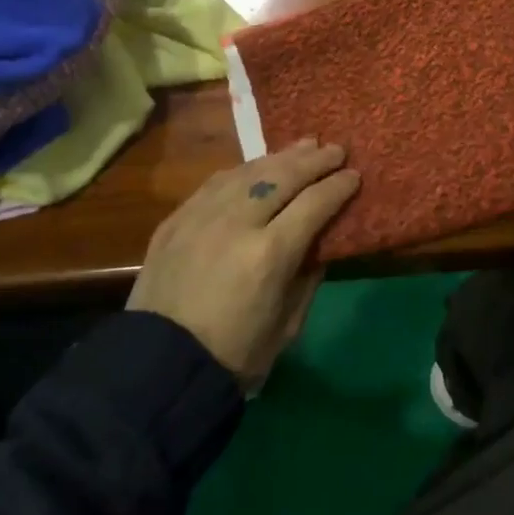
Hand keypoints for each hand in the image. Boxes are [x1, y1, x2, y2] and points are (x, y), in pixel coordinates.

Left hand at [127, 140, 360, 389]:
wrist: (158, 369)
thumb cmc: (234, 356)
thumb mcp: (288, 326)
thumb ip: (308, 277)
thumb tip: (320, 242)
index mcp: (270, 254)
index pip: (314, 204)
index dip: (338, 186)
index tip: (354, 175)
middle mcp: (237, 223)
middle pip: (282, 176)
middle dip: (314, 161)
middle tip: (336, 150)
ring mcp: (202, 216)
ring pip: (248, 171)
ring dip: (281, 156)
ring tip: (305, 145)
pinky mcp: (176, 219)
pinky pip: (217, 182)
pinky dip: (244, 170)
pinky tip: (258, 165)